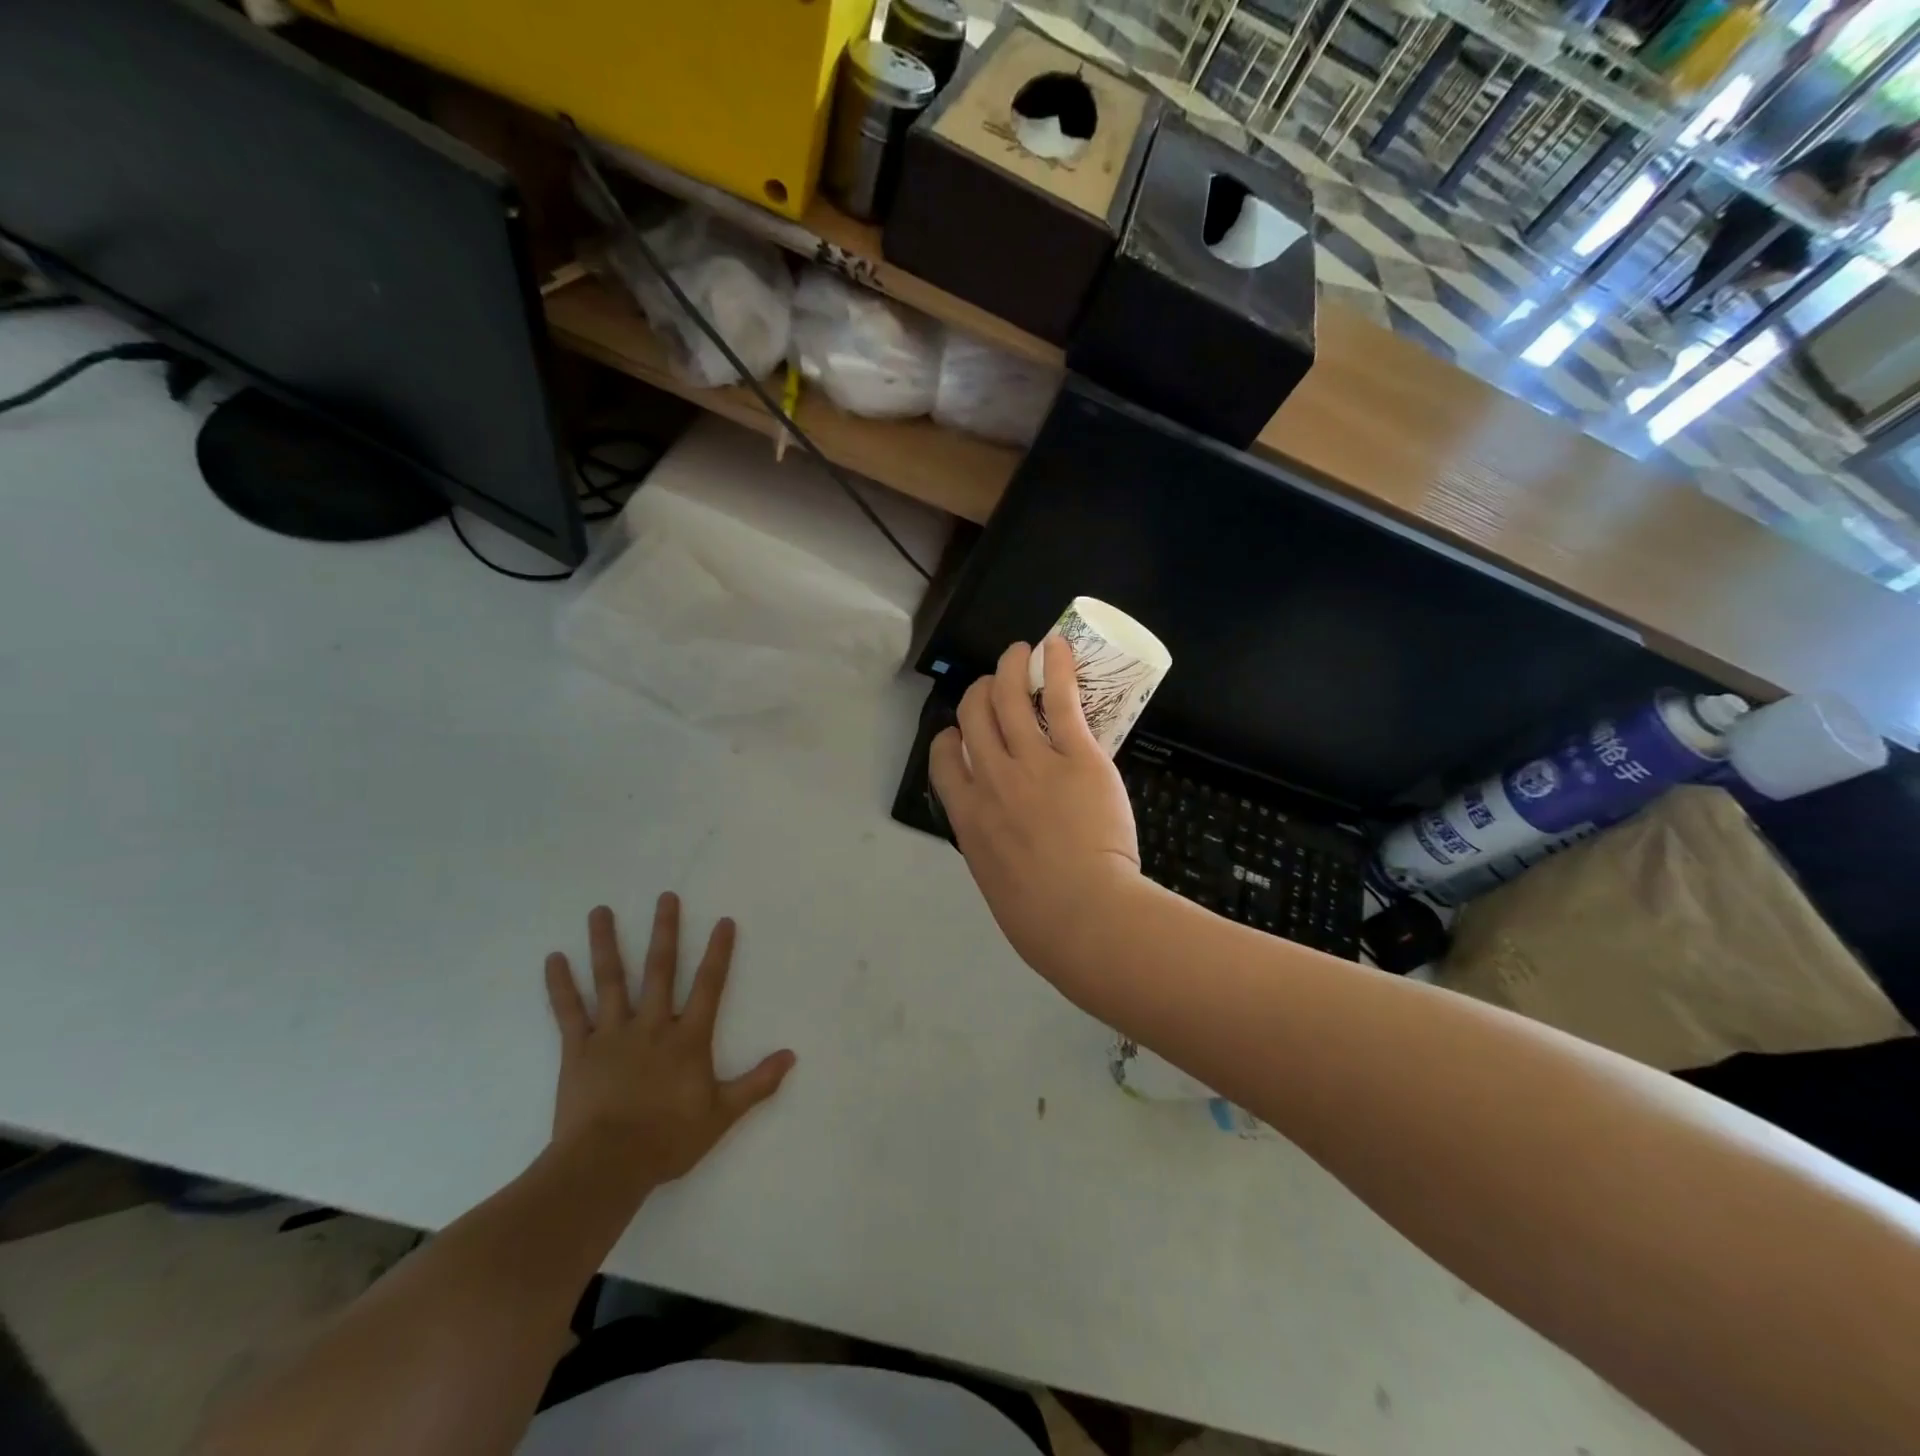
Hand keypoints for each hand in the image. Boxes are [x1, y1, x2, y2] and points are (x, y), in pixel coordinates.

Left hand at [543, 898, 794, 1189]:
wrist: (606, 1166)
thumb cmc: (667, 1139)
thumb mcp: (721, 1115)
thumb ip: (757, 1083)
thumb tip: (791, 1056)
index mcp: (687, 1038)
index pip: (708, 986)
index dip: (718, 952)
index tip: (723, 921)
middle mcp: (652, 1025)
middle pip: (660, 970)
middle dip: (665, 931)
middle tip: (666, 896)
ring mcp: (612, 1034)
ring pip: (611, 980)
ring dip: (606, 944)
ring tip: (600, 910)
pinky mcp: (578, 1051)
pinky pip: (569, 1012)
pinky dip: (560, 985)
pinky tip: (553, 958)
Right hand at [929, 638, 1142, 982]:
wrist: (1082, 916)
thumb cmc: (1040, 918)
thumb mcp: (995, 881)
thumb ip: (993, 847)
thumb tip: (1005, 841)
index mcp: (967, 815)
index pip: (943, 758)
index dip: (950, 735)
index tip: (961, 730)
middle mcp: (992, 779)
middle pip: (973, 716)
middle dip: (980, 690)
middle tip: (995, 681)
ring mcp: (1032, 763)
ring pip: (1009, 697)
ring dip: (1010, 666)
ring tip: (1019, 651)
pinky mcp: (1075, 756)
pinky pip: (1060, 699)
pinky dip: (1055, 666)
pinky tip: (1055, 646)